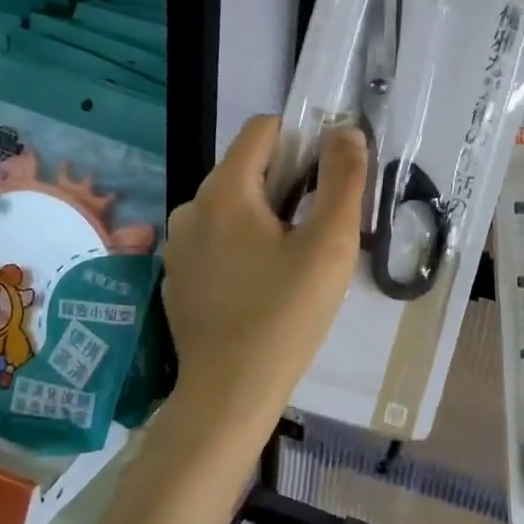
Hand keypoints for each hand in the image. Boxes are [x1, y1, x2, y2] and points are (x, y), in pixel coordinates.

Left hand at [160, 115, 366, 436]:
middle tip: (319, 228)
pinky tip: (263, 285)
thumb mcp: (330, 245)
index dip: (302, 139)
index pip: (263, 128)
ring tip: (294, 261)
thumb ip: (343, 180)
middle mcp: (192, 206)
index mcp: (224, 190)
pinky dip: (243, 243)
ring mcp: (178, 243)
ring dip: (267, 215)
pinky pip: (217, 236)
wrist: (228, 395)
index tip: (328, 178)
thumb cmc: (285, 315)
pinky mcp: (177, 274)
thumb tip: (346, 132)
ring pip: (233, 204)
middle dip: (289, 183)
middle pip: (248, 167)